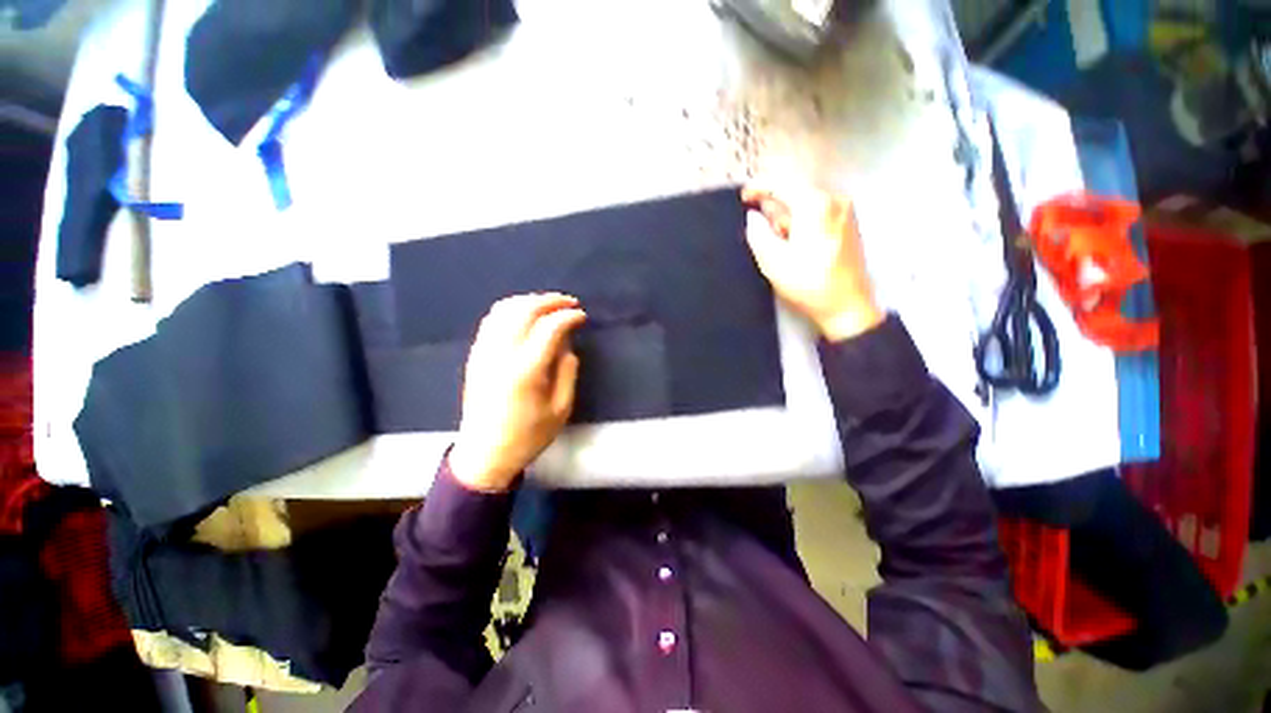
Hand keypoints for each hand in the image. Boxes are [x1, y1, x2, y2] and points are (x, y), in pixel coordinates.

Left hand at [449, 294, 586, 491]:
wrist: (485, 453)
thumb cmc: (528, 436)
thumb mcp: (561, 409)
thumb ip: (567, 372)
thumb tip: (567, 345)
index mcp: (526, 371)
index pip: (548, 328)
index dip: (568, 316)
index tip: (582, 316)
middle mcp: (501, 355)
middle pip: (524, 311)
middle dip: (550, 301)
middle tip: (569, 302)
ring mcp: (484, 352)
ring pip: (504, 310)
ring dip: (529, 301)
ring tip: (549, 305)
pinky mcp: (475, 355)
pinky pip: (491, 320)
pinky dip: (511, 309)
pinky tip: (525, 314)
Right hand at [742, 180, 883, 340]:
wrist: (848, 306)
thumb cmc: (809, 285)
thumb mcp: (774, 262)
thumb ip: (758, 234)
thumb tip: (753, 217)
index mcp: (815, 205)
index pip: (782, 183)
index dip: (759, 187)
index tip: (743, 196)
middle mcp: (834, 199)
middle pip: (796, 191)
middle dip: (775, 208)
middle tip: (763, 230)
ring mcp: (845, 211)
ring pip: (806, 203)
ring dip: (787, 217)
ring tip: (780, 243)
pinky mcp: (848, 223)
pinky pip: (818, 212)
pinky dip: (802, 222)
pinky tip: (797, 244)